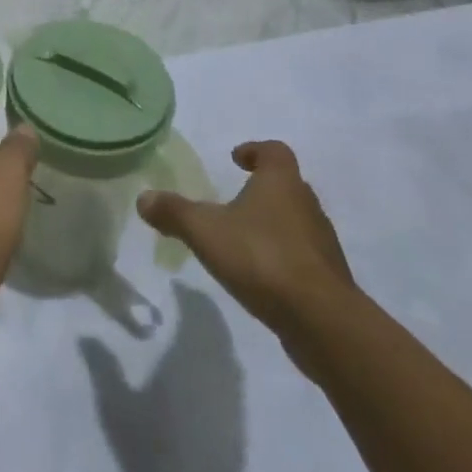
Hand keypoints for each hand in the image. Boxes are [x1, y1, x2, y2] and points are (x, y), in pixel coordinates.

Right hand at [138, 141, 355, 363]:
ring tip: (242, 241)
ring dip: (272, 225)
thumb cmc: (262, 258)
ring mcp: (322, 243)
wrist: (322, 321)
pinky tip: (260, 276)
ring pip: (296, 222)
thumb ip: (174, 212)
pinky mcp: (328, 278)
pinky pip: (302, 256)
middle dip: (262, 190)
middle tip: (234, 200)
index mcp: (281, 183)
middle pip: (287, 186)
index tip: (236, 159)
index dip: (255, 151)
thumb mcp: (205, 231)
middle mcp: (307, 205)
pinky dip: (282, 257)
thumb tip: (143, 198)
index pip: (274, 151)